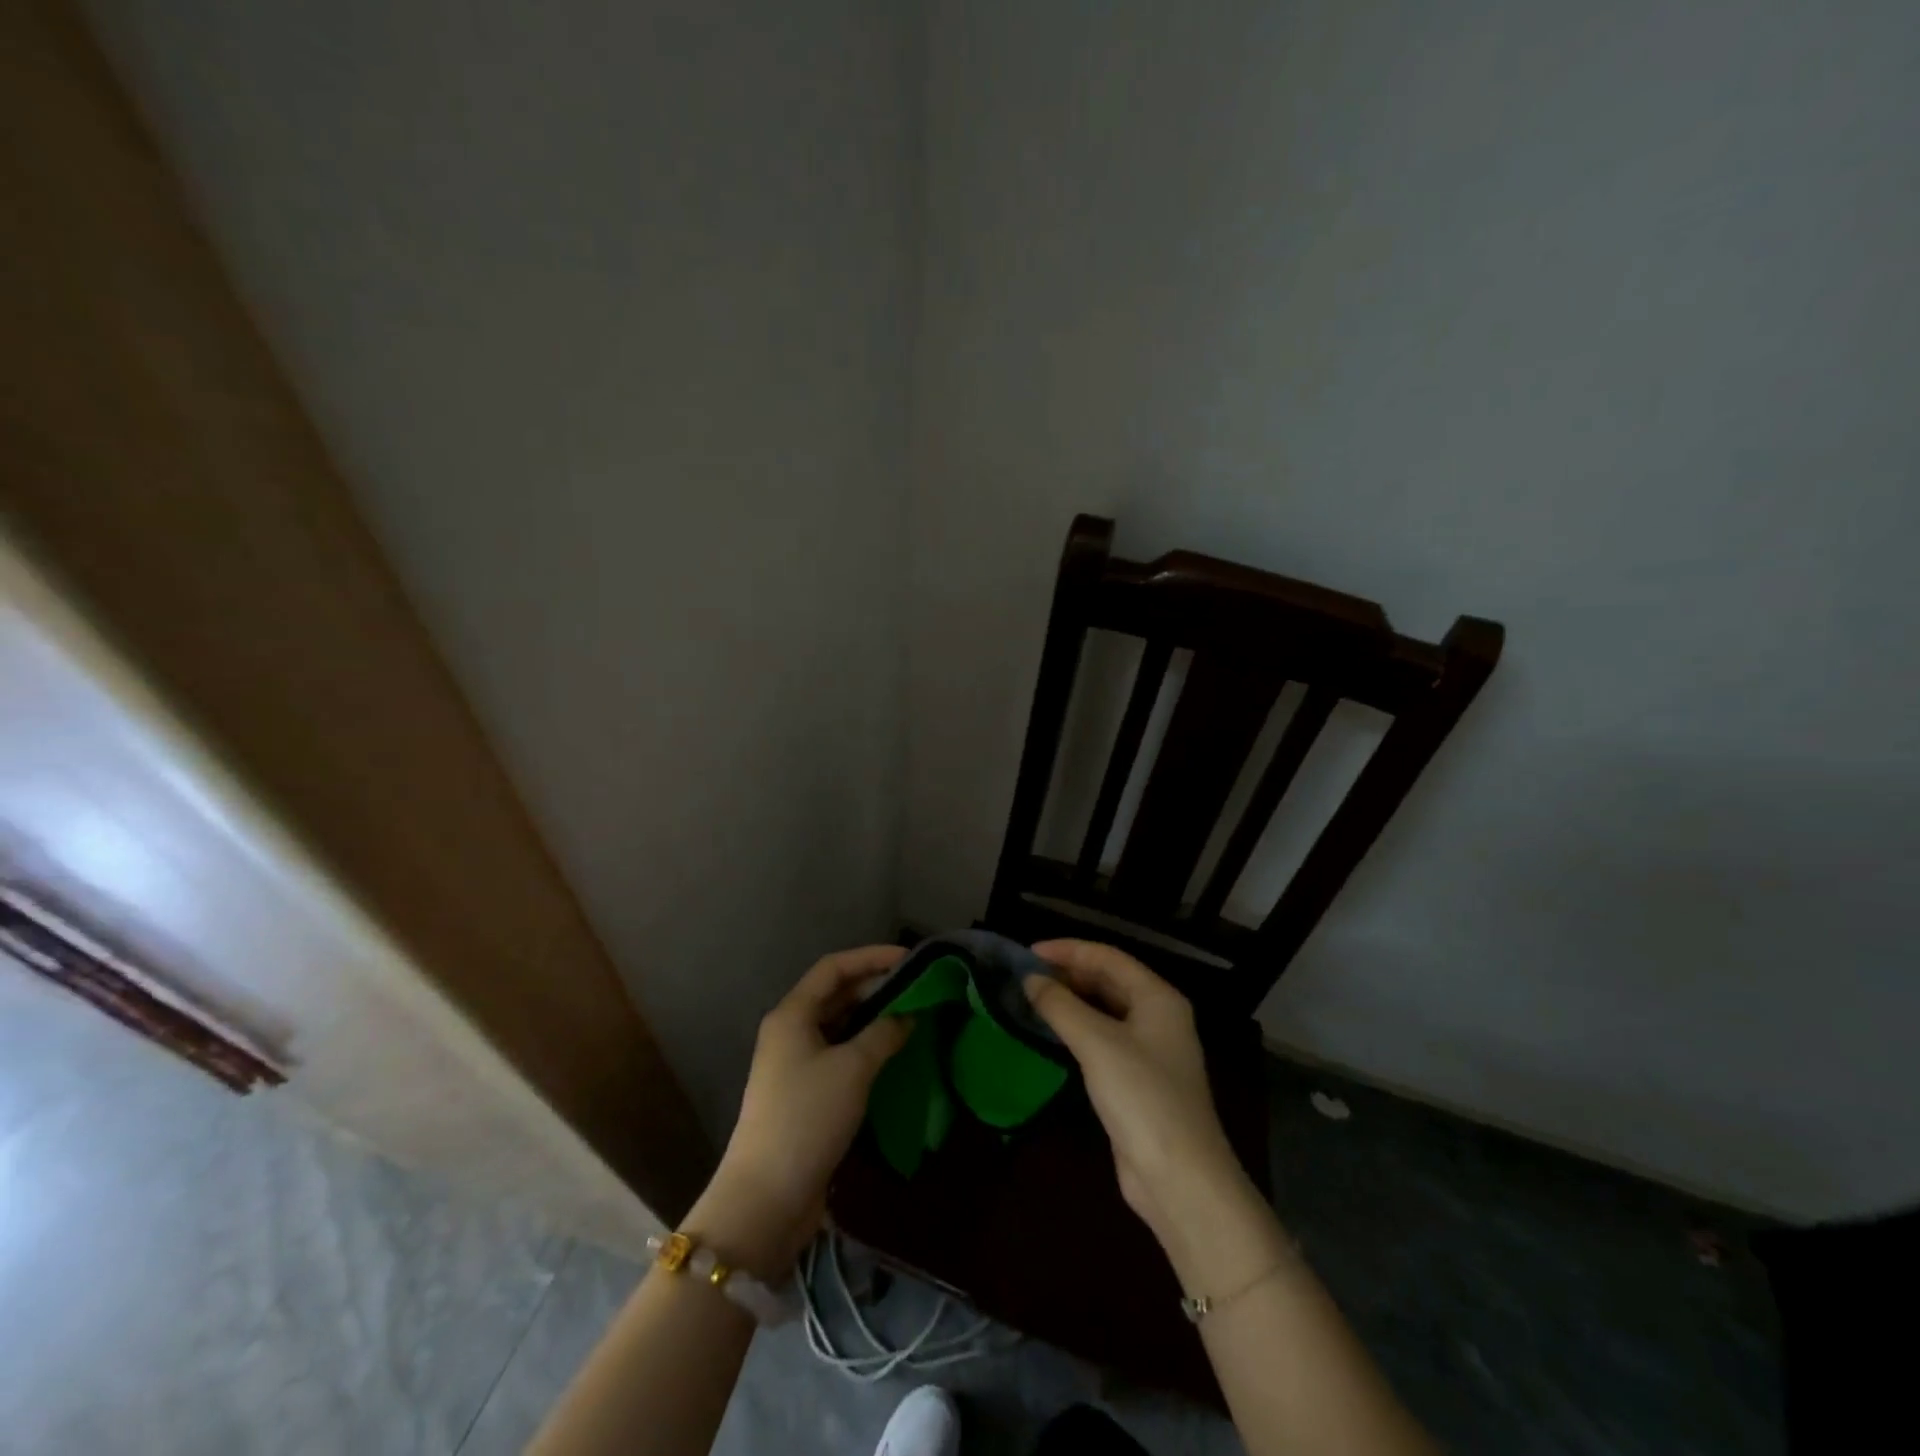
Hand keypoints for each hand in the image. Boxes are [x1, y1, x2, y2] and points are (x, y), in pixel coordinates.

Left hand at [691, 946, 909, 1273]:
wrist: (766, 1197)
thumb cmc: (807, 1117)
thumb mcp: (853, 1068)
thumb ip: (884, 1033)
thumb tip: (910, 1014)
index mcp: (792, 1014)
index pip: (834, 968)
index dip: (871, 957)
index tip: (910, 958)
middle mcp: (790, 1031)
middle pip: (835, 994)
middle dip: (875, 987)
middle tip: (918, 988)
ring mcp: (794, 1063)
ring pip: (839, 1025)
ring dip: (873, 1018)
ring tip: (912, 1016)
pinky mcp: (804, 1093)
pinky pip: (839, 1054)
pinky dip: (865, 1047)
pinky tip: (893, 1053)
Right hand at [1023, 939, 1245, 1249]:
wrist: (1179, 1178)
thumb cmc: (1142, 1097)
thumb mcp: (1097, 1044)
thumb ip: (1060, 1006)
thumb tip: (1030, 979)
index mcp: (1158, 998)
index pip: (1108, 957)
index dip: (1067, 950)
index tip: (1027, 953)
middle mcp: (1158, 1016)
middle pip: (1108, 980)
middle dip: (1068, 974)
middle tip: (1026, 976)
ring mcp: (1150, 1050)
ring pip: (1104, 1010)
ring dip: (1071, 1001)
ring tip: (1031, 998)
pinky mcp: (1138, 1080)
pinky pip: (1103, 1039)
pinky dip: (1077, 1029)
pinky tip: (1052, 1033)